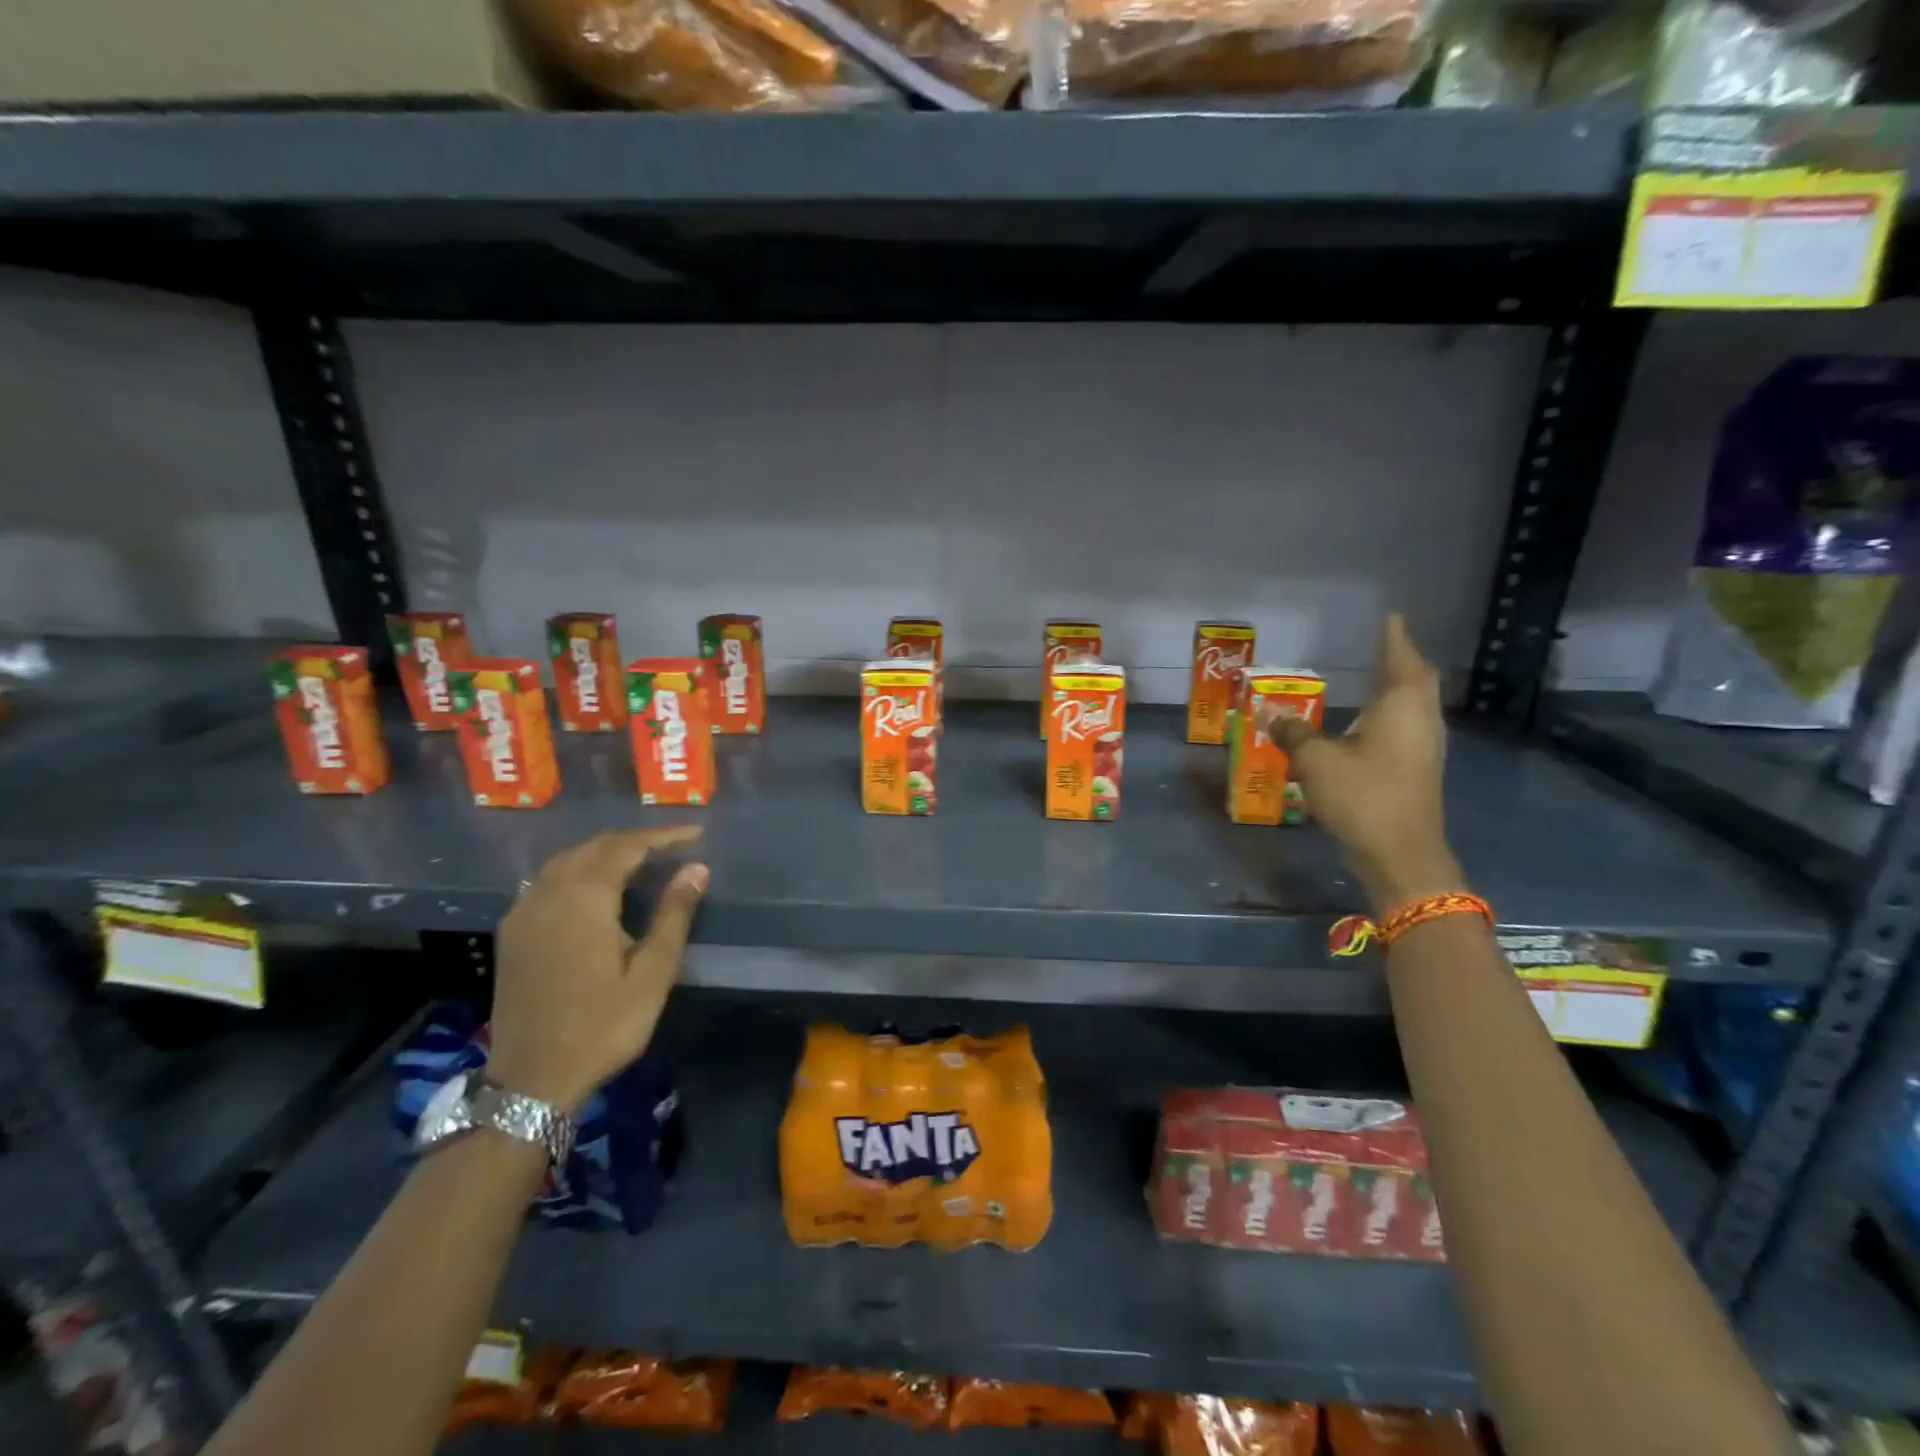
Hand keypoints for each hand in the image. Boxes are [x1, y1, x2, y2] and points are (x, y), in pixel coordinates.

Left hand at [487, 828, 708, 1113]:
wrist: (532, 1080)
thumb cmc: (602, 1026)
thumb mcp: (653, 973)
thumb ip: (674, 915)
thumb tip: (696, 869)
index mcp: (585, 898)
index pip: (627, 846)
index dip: (663, 835)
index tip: (696, 834)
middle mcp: (549, 893)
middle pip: (594, 846)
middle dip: (635, 840)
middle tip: (673, 846)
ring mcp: (524, 911)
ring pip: (567, 860)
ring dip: (605, 852)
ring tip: (640, 860)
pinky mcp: (512, 932)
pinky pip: (547, 880)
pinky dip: (578, 870)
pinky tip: (595, 888)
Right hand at [1266, 614, 1464, 914]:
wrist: (1401, 854)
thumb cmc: (1362, 796)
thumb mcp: (1315, 761)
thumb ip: (1294, 733)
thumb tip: (1272, 713)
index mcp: (1401, 707)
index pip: (1400, 660)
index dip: (1393, 638)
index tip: (1390, 616)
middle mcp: (1420, 720)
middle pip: (1417, 680)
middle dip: (1401, 659)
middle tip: (1385, 643)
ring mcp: (1424, 747)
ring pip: (1416, 705)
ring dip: (1399, 687)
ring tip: (1378, 676)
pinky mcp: (1418, 770)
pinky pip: (1408, 726)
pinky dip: (1393, 713)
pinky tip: (1373, 722)